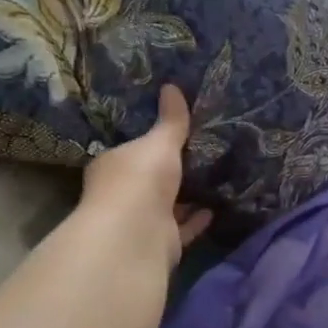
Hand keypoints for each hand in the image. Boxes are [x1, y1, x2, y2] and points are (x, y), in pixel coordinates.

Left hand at [76, 85, 211, 268]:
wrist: (138, 233)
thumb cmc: (141, 179)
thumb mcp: (160, 142)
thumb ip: (171, 121)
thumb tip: (171, 86)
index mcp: (113, 166)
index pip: (129, 152)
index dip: (147, 144)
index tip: (170, 136)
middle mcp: (122, 194)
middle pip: (148, 180)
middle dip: (169, 172)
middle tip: (198, 156)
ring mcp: (141, 220)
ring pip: (166, 205)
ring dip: (185, 197)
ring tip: (212, 180)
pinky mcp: (161, 241)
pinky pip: (182, 227)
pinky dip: (196, 219)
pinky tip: (215, 208)